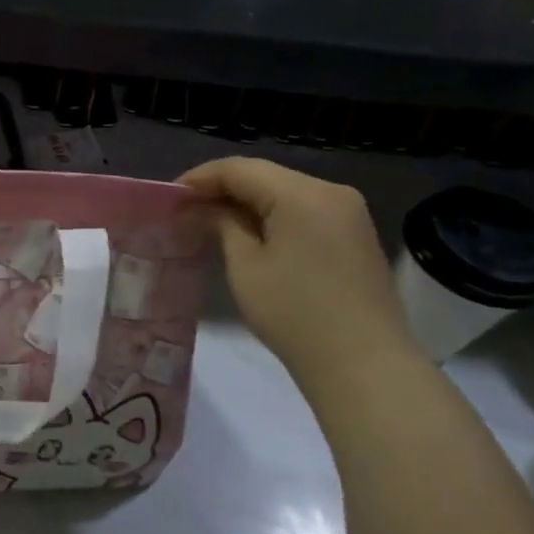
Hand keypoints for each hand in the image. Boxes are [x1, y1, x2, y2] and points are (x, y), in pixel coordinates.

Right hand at [177, 157, 415, 382]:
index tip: (169, 196)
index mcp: (303, 194)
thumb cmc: (294, 314)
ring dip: (247, 203)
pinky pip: (304, 211)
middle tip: (186, 210)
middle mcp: (331, 192)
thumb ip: (222, 225)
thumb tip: (203, 208)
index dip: (200, 178)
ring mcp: (349, 213)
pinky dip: (273, 216)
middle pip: (265, 176)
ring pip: (285, 192)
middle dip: (223, 189)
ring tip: (211, 222)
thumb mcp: (246, 267)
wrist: (364, 365)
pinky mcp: (355, 235)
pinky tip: (250, 234)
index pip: (240, 169)